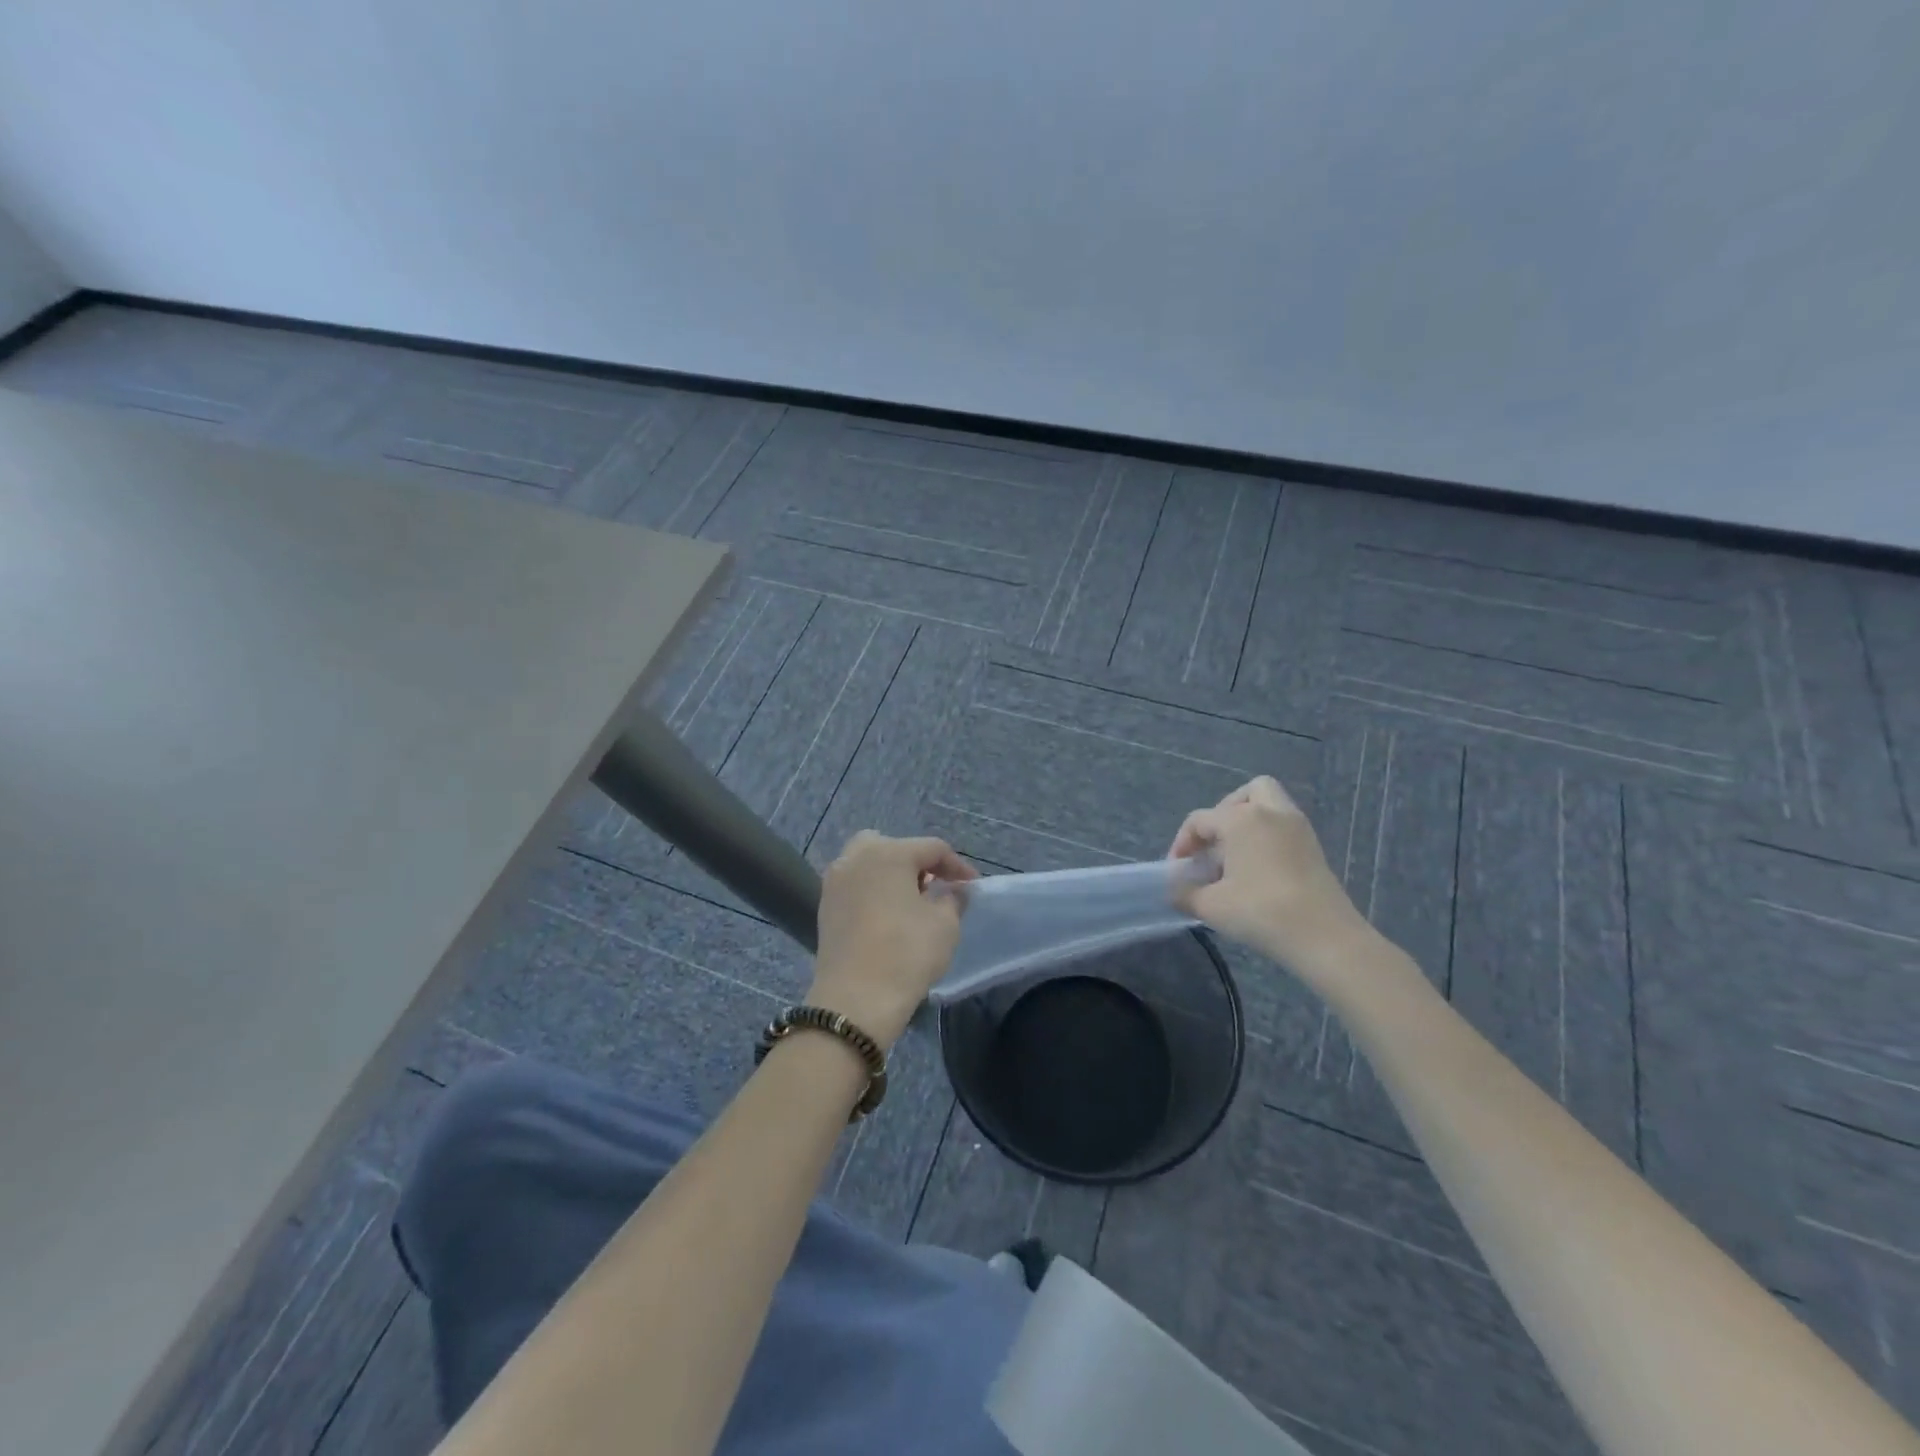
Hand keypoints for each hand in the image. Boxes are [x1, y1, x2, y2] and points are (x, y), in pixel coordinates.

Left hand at [810, 831, 977, 1050]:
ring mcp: (836, 881)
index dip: (957, 866)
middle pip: (894, 847)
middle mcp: (857, 857)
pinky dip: (872, 891)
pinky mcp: (825, 906)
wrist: (855, 1000)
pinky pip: (855, 885)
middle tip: (935, 887)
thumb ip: (953, 899)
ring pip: (868, 863)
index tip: (972, 887)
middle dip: (917, 863)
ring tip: (911, 902)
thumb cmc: (906, 954)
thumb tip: (954, 890)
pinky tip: (886, 916)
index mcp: (890, 853)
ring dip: (891, 875)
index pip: (932, 848)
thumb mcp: (945, 925)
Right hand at [1168, 776, 1373, 981]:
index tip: (1178, 872)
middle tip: (1213, 847)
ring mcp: (1298, 827)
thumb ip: (1184, 893)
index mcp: (1241, 819)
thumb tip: (1174, 889)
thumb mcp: (1210, 906)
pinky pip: (1284, 825)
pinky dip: (1267, 836)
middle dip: (1222, 815)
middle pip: (1243, 795)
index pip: (1200, 820)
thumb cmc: (1261, 912)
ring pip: (1270, 804)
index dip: (1182, 844)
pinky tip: (1258, 870)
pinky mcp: (1315, 847)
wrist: (1324, 937)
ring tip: (1235, 856)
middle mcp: (1271, 812)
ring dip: (1248, 822)